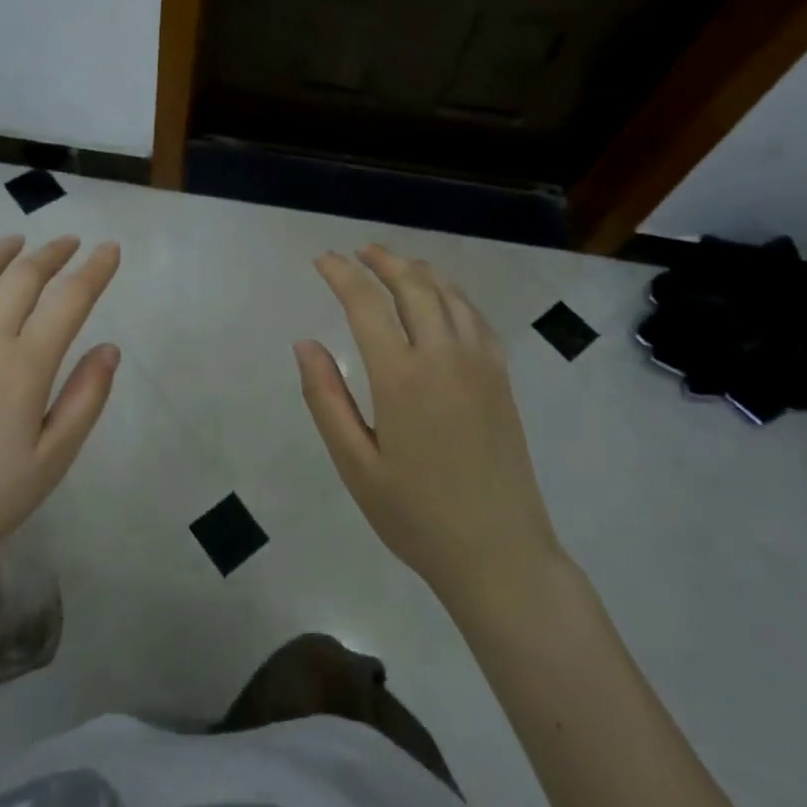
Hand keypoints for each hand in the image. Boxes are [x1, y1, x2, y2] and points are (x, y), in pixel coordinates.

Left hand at [0, 234, 121, 587]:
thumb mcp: (52, 458)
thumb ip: (85, 398)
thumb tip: (109, 349)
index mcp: (25, 365)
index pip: (69, 300)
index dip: (94, 270)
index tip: (110, 249)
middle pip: (23, 276)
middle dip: (53, 253)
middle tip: (70, 243)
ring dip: (3, 252)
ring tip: (18, 242)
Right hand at [297, 245, 564, 612]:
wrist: (500, 554)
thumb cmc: (416, 516)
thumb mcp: (355, 464)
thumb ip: (326, 398)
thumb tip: (305, 343)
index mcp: (402, 377)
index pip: (366, 303)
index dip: (341, 274)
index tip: (322, 260)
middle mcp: (445, 357)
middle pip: (413, 286)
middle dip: (382, 261)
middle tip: (358, 252)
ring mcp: (481, 364)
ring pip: (449, 295)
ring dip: (418, 272)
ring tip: (395, 265)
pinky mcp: (501, 378)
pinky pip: (476, 317)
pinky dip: (452, 295)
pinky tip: (442, 300)